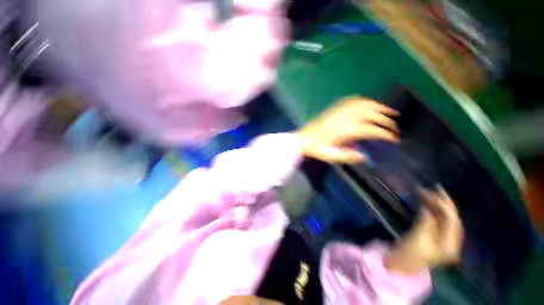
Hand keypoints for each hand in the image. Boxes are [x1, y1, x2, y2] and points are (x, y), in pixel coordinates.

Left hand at [297, 97, 399, 163]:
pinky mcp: (335, 108)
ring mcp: (341, 111)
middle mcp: (346, 118)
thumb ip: (349, 156)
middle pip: (373, 115)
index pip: (372, 130)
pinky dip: (364, 101)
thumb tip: (366, 157)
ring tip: (390, 111)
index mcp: (347, 131)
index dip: (386, 134)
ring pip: (365, 104)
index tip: (395, 139)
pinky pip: (353, 100)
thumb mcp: (332, 156)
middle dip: (387, 120)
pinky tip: (370, 103)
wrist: (304, 138)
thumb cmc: (317, 148)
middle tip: (395, 127)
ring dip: (380, 107)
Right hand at [386, 187, 463, 274]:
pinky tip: (428, 204)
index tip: (433, 192)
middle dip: (444, 203)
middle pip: (452, 219)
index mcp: (450, 245)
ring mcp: (444, 241)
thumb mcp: (418, 237)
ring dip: (438, 206)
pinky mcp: (436, 238)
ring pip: (445, 219)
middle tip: (435, 188)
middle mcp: (451, 242)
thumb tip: (428, 207)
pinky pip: (438, 221)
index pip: (452, 221)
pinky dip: (434, 211)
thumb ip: (426, 222)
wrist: (402, 265)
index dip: (444, 205)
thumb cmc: (409, 253)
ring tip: (429, 193)